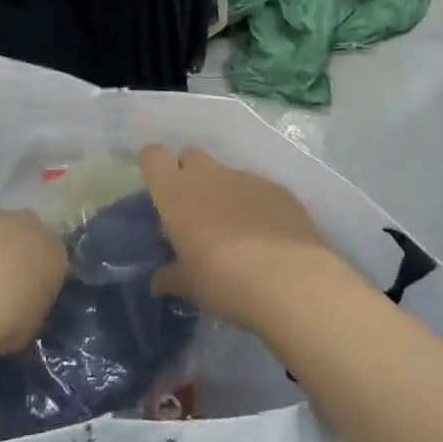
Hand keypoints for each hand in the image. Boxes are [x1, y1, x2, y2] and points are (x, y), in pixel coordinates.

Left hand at [0, 210, 66, 355]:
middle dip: (12, 257)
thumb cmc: (7, 317)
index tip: (23, 299)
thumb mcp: (29, 328)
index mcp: (55, 254)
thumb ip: (30, 312)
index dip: (36, 281)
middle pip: (24, 238)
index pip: (52, 263)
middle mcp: (30, 226)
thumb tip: (22, 310)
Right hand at [140, 146, 356, 333]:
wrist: (288, 280)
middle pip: (192, 155)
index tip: (160, 189)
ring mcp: (247, 179)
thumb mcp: (190, 285)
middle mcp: (210, 175)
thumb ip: (172, 277)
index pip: (154, 156)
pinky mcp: (279, 190)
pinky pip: (259, 190)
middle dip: (191, 174)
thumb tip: (159, 281)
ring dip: (226, 194)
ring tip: (237, 232)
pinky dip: (257, 206)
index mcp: (177, 193)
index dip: (155, 167)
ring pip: (228, 174)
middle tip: (196, 210)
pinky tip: (268, 237)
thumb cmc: (223, 280)